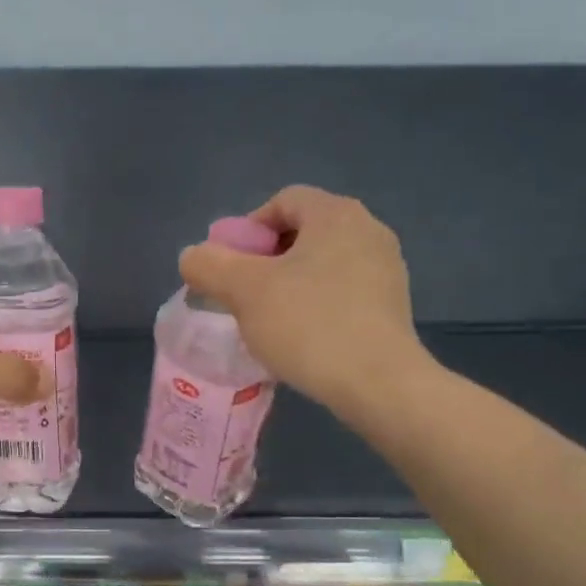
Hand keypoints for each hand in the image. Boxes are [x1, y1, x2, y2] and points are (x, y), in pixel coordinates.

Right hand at [178, 185, 433, 414]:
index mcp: (336, 214)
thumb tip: (193, 257)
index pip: (282, 201)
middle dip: (265, 260)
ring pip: (321, 265)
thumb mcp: (243, 291)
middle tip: (243, 295)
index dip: (247, 229)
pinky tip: (301, 338)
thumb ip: (208, 265)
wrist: (377, 383)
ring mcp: (386, 269)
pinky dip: (315, 306)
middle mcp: (368, 230)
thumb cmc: (308, 324)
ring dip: (289, 285)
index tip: (230, 268)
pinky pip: (341, 292)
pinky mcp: (392, 306)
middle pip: (302, 232)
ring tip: (268, 321)